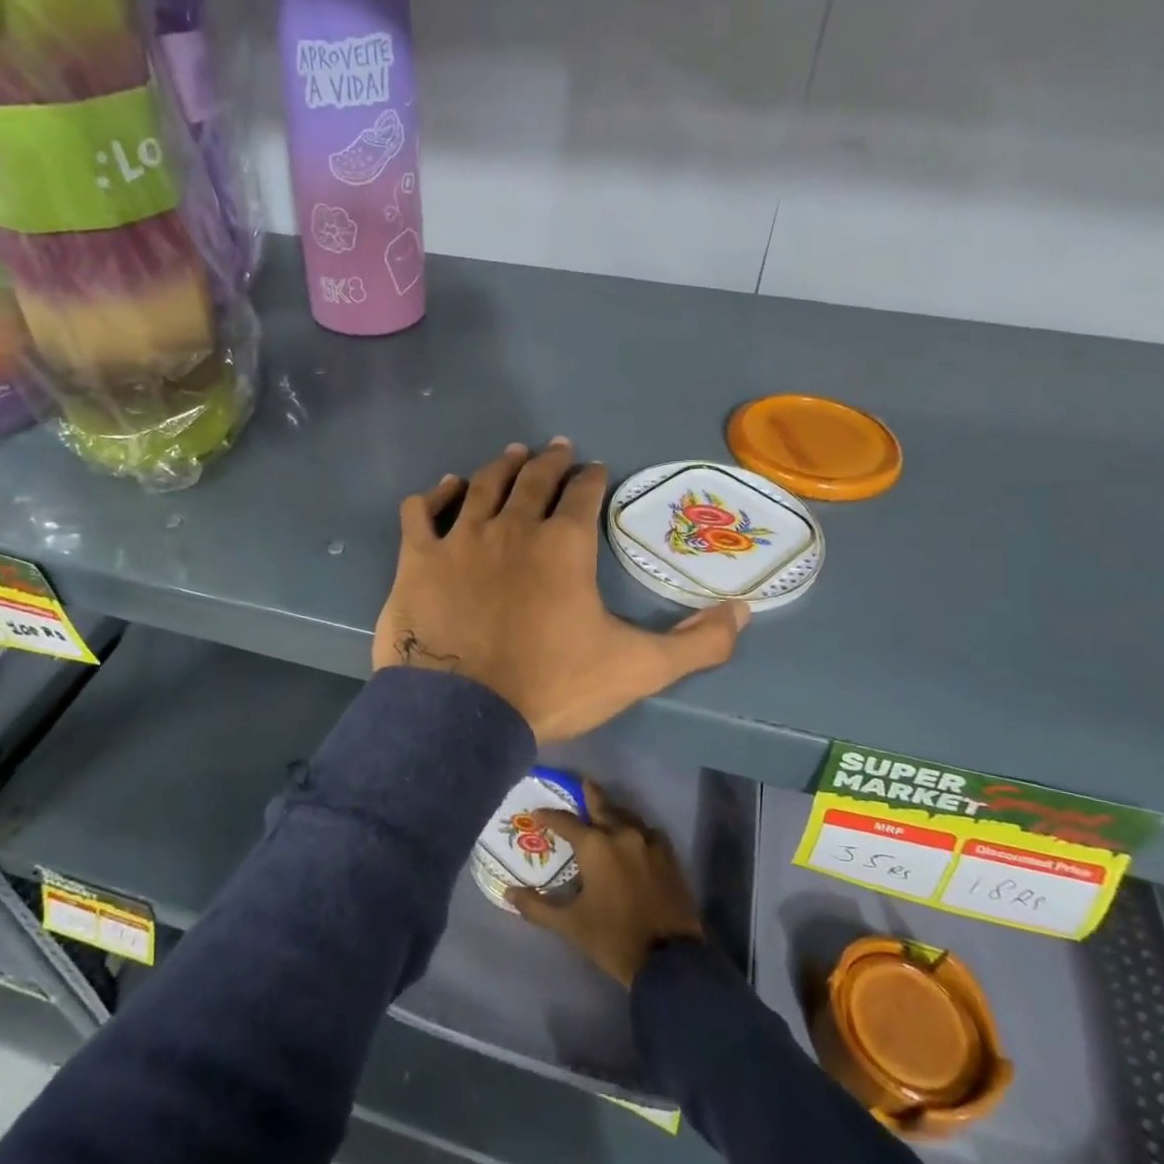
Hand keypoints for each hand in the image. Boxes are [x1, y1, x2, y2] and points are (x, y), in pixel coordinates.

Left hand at [374, 439, 747, 739]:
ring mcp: (460, 537)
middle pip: (533, 478)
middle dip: (550, 461)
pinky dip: (435, 495)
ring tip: (511, 455)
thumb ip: (697, 643)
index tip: (596, 470)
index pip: (583, 494)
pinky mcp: (418, 557)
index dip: (592, 478)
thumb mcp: (637, 670)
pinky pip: (422, 511)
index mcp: (563, 544)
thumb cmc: (550, 686)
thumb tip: (745, 610)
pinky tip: (445, 488)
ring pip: (482, 484)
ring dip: (501, 466)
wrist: (462, 714)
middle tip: (557, 449)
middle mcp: (512, 526)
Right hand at [511, 780, 704, 985]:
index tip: (537, 814)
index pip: (565, 821)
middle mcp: (622, 834)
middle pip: (602, 805)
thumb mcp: (570, 925)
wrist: (669, 960)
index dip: (549, 816)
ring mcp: (649, 843)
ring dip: (614, 812)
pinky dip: (636, 829)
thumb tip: (509, 895)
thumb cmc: (613, 938)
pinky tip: (634, 837)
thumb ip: (537, 907)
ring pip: (627, 816)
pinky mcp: (669, 856)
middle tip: (582, 784)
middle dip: (589, 795)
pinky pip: (648, 832)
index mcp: (595, 846)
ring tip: (605, 813)